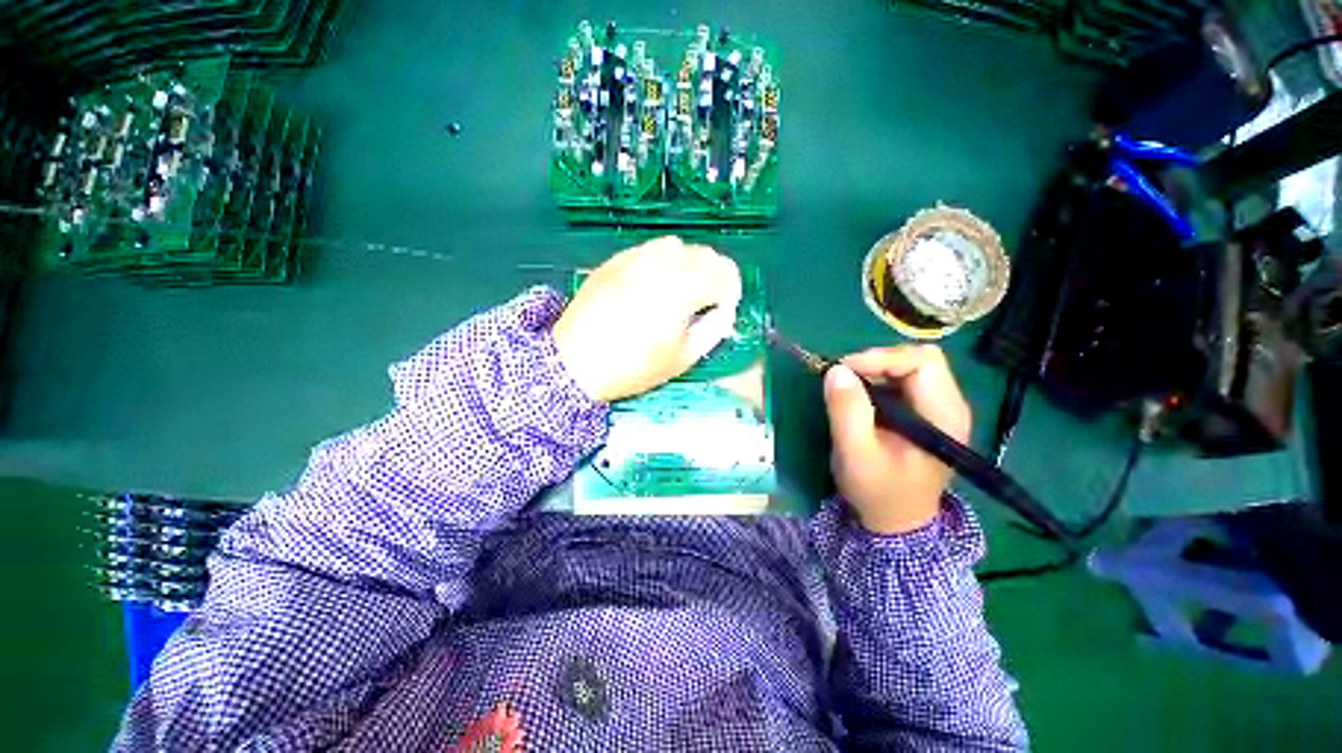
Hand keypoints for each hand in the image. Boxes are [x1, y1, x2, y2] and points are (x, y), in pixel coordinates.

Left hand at [553, 236, 741, 402]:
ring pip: (678, 246)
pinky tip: (652, 285)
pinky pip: (650, 249)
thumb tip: (725, 311)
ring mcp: (636, 257)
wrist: (575, 361)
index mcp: (683, 289)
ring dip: (689, 265)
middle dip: (714, 275)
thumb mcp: (682, 358)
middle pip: (705, 254)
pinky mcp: (616, 260)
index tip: (722, 310)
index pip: (724, 272)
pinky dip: (662, 261)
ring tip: (679, 291)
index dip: (731, 291)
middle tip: (704, 303)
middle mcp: (662, 264)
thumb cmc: (633, 366)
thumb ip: (713, 330)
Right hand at [823, 346, 970, 533]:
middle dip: (878, 361)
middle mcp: (950, 406)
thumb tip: (836, 370)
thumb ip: (847, 411)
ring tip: (849, 389)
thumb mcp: (856, 454)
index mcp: (943, 416)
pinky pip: (904, 380)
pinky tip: (861, 398)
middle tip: (845, 378)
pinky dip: (879, 380)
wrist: (896, 522)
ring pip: (910, 366)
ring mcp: (939, 409)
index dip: (881, 358)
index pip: (922, 362)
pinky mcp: (925, 413)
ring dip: (876, 370)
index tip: (843, 370)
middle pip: (920, 358)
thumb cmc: (878, 491)